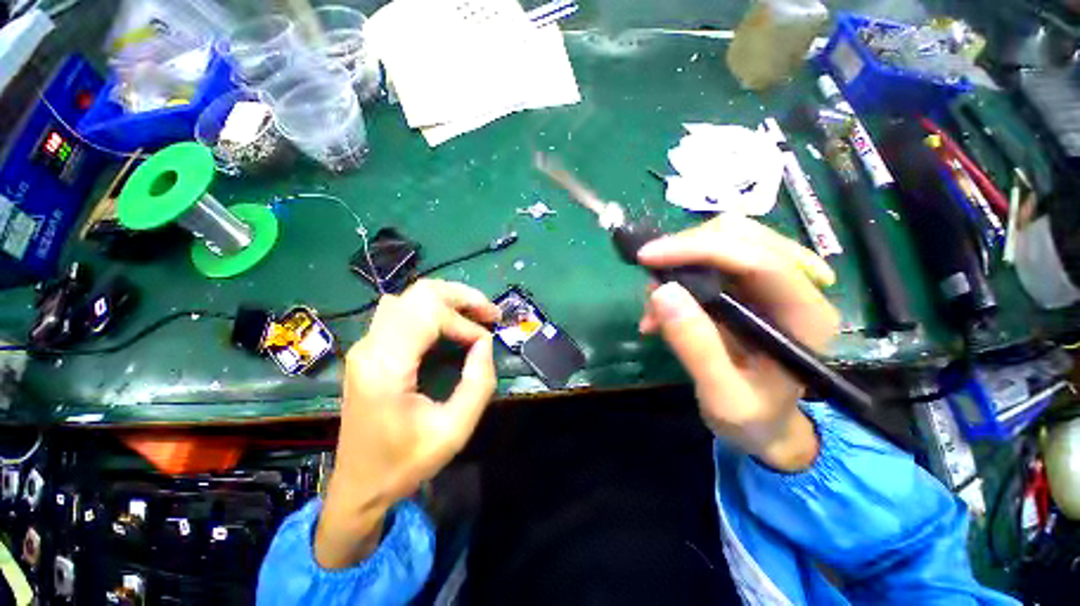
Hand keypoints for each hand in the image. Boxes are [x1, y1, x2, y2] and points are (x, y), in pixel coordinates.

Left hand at [315, 280, 499, 568]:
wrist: (358, 487)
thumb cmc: (405, 463)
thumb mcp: (454, 431)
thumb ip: (478, 383)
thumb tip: (485, 343)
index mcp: (386, 366)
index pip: (430, 315)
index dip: (465, 323)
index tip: (486, 344)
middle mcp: (371, 346)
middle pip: (420, 293)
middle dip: (462, 297)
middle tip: (491, 313)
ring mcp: (366, 345)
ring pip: (411, 297)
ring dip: (448, 300)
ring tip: (475, 315)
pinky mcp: (371, 349)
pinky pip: (404, 311)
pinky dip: (434, 309)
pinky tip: (451, 325)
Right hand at [637, 215, 839, 471]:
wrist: (767, 425)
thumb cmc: (753, 418)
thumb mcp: (722, 396)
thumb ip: (695, 347)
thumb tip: (661, 291)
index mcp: (805, 315)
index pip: (758, 258)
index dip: (699, 249)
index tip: (648, 258)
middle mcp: (797, 286)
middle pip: (741, 234)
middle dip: (686, 249)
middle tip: (649, 279)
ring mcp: (773, 281)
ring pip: (723, 239)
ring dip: (680, 261)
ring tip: (653, 305)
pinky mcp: (749, 284)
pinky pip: (710, 258)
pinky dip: (679, 273)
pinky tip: (662, 308)